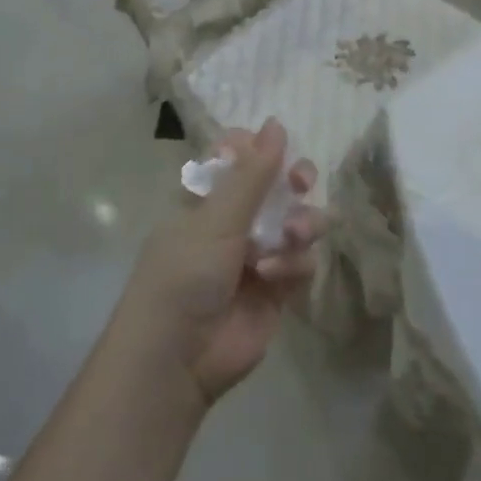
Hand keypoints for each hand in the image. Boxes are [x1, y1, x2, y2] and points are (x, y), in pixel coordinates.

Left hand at [113, 119, 322, 410]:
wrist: (177, 358)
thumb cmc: (184, 275)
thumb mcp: (216, 220)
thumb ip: (252, 174)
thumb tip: (276, 123)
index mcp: (207, 199)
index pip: (239, 160)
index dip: (260, 150)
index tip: (275, 148)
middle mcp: (234, 223)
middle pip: (277, 187)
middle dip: (294, 181)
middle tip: (301, 182)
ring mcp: (258, 255)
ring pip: (298, 222)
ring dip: (301, 223)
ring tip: (292, 235)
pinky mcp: (278, 289)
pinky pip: (302, 262)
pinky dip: (294, 264)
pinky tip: (275, 275)